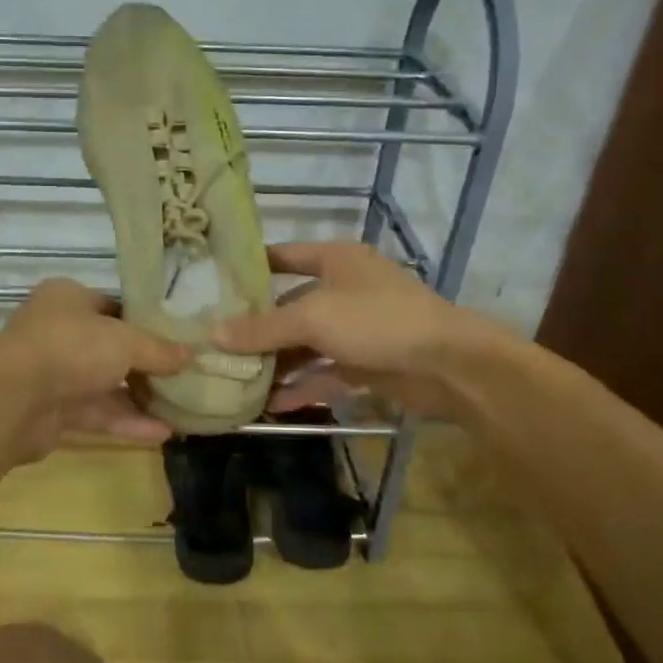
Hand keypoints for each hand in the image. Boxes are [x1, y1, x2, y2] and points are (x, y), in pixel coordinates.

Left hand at [0, 279, 190, 456]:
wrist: (13, 400)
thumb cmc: (71, 348)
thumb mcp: (125, 341)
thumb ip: (159, 350)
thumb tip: (192, 355)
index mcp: (68, 299)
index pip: (113, 306)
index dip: (146, 322)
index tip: (178, 338)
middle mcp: (58, 331)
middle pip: (111, 347)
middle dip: (147, 365)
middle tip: (186, 376)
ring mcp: (54, 373)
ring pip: (104, 384)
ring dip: (140, 397)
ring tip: (182, 408)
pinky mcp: (53, 411)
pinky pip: (97, 413)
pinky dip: (126, 422)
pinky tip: (163, 433)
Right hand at [211, 242, 519, 422]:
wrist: (450, 365)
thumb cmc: (377, 320)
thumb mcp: (313, 318)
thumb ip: (262, 328)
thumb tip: (212, 334)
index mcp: (335, 260)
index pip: (284, 256)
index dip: (252, 267)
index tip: (216, 283)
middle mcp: (344, 289)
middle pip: (290, 306)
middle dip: (257, 328)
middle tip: (216, 344)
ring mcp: (357, 328)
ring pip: (306, 344)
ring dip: (277, 363)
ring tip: (236, 380)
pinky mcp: (367, 363)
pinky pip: (324, 372)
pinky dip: (302, 386)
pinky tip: (271, 406)